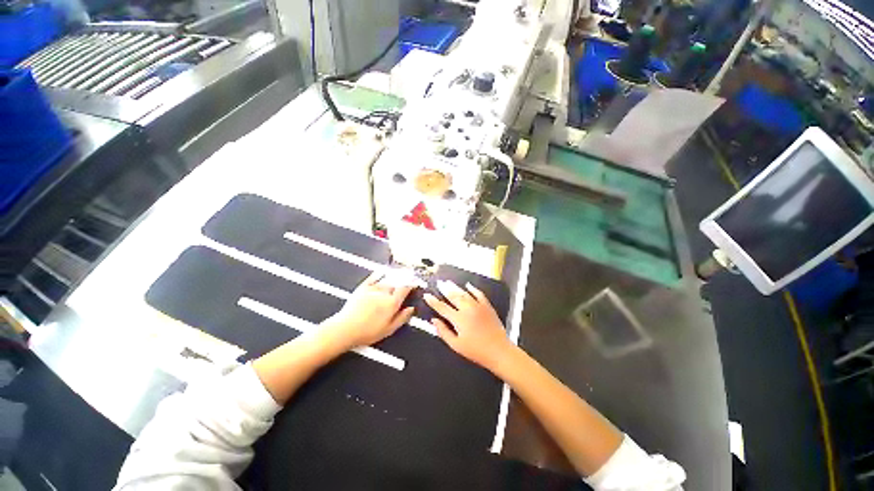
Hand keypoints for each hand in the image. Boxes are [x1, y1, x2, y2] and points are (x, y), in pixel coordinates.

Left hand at [324, 272, 413, 348]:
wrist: (345, 329)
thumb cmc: (368, 332)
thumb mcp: (389, 329)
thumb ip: (402, 318)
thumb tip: (411, 309)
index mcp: (392, 303)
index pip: (405, 289)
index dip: (411, 284)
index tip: (415, 282)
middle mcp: (384, 293)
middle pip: (397, 282)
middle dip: (404, 278)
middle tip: (410, 275)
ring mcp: (373, 289)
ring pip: (387, 279)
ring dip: (395, 275)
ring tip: (400, 272)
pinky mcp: (362, 287)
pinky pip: (373, 277)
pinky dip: (379, 273)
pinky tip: (382, 271)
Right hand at [424, 280, 513, 371]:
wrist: (499, 351)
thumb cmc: (476, 351)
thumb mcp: (456, 345)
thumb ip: (443, 332)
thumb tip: (434, 321)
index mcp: (459, 319)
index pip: (442, 307)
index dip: (433, 301)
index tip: (427, 295)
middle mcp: (467, 309)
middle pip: (453, 296)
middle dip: (444, 289)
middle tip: (439, 283)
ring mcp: (478, 306)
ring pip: (464, 293)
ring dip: (455, 287)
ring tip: (448, 282)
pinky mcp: (487, 306)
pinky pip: (479, 294)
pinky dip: (473, 289)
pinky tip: (468, 285)